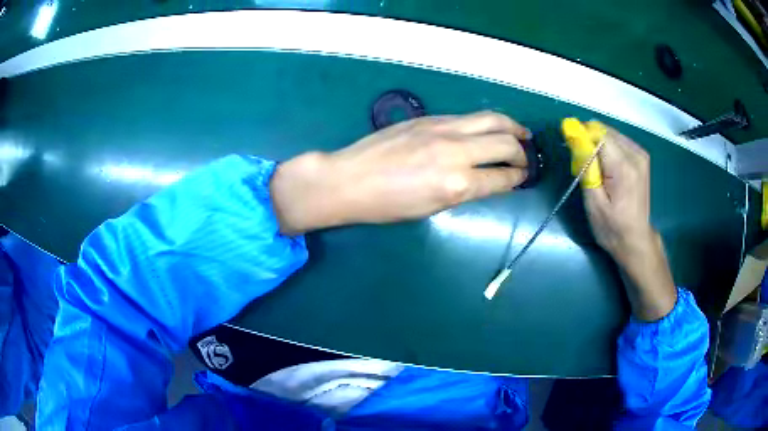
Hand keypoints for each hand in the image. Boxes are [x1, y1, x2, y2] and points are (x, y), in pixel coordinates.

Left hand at [270, 111, 529, 233]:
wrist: (349, 179)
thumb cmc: (386, 205)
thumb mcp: (432, 208)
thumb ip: (465, 191)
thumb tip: (488, 180)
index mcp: (457, 184)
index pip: (503, 177)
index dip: (518, 178)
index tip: (523, 177)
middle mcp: (457, 152)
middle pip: (505, 142)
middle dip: (521, 152)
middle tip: (525, 157)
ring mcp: (443, 129)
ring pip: (490, 119)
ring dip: (511, 127)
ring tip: (521, 133)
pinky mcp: (430, 118)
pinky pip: (468, 118)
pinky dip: (485, 123)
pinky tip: (487, 129)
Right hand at [583, 126, 675, 320]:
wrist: (635, 240)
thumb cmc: (612, 227)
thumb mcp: (593, 202)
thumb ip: (586, 166)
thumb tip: (574, 137)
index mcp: (624, 167)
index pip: (598, 134)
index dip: (581, 135)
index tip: (571, 148)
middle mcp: (635, 154)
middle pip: (605, 131)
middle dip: (589, 140)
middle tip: (582, 163)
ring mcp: (641, 154)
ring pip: (611, 134)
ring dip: (598, 144)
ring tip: (595, 167)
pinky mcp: (642, 157)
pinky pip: (619, 140)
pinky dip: (608, 147)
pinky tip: (606, 166)